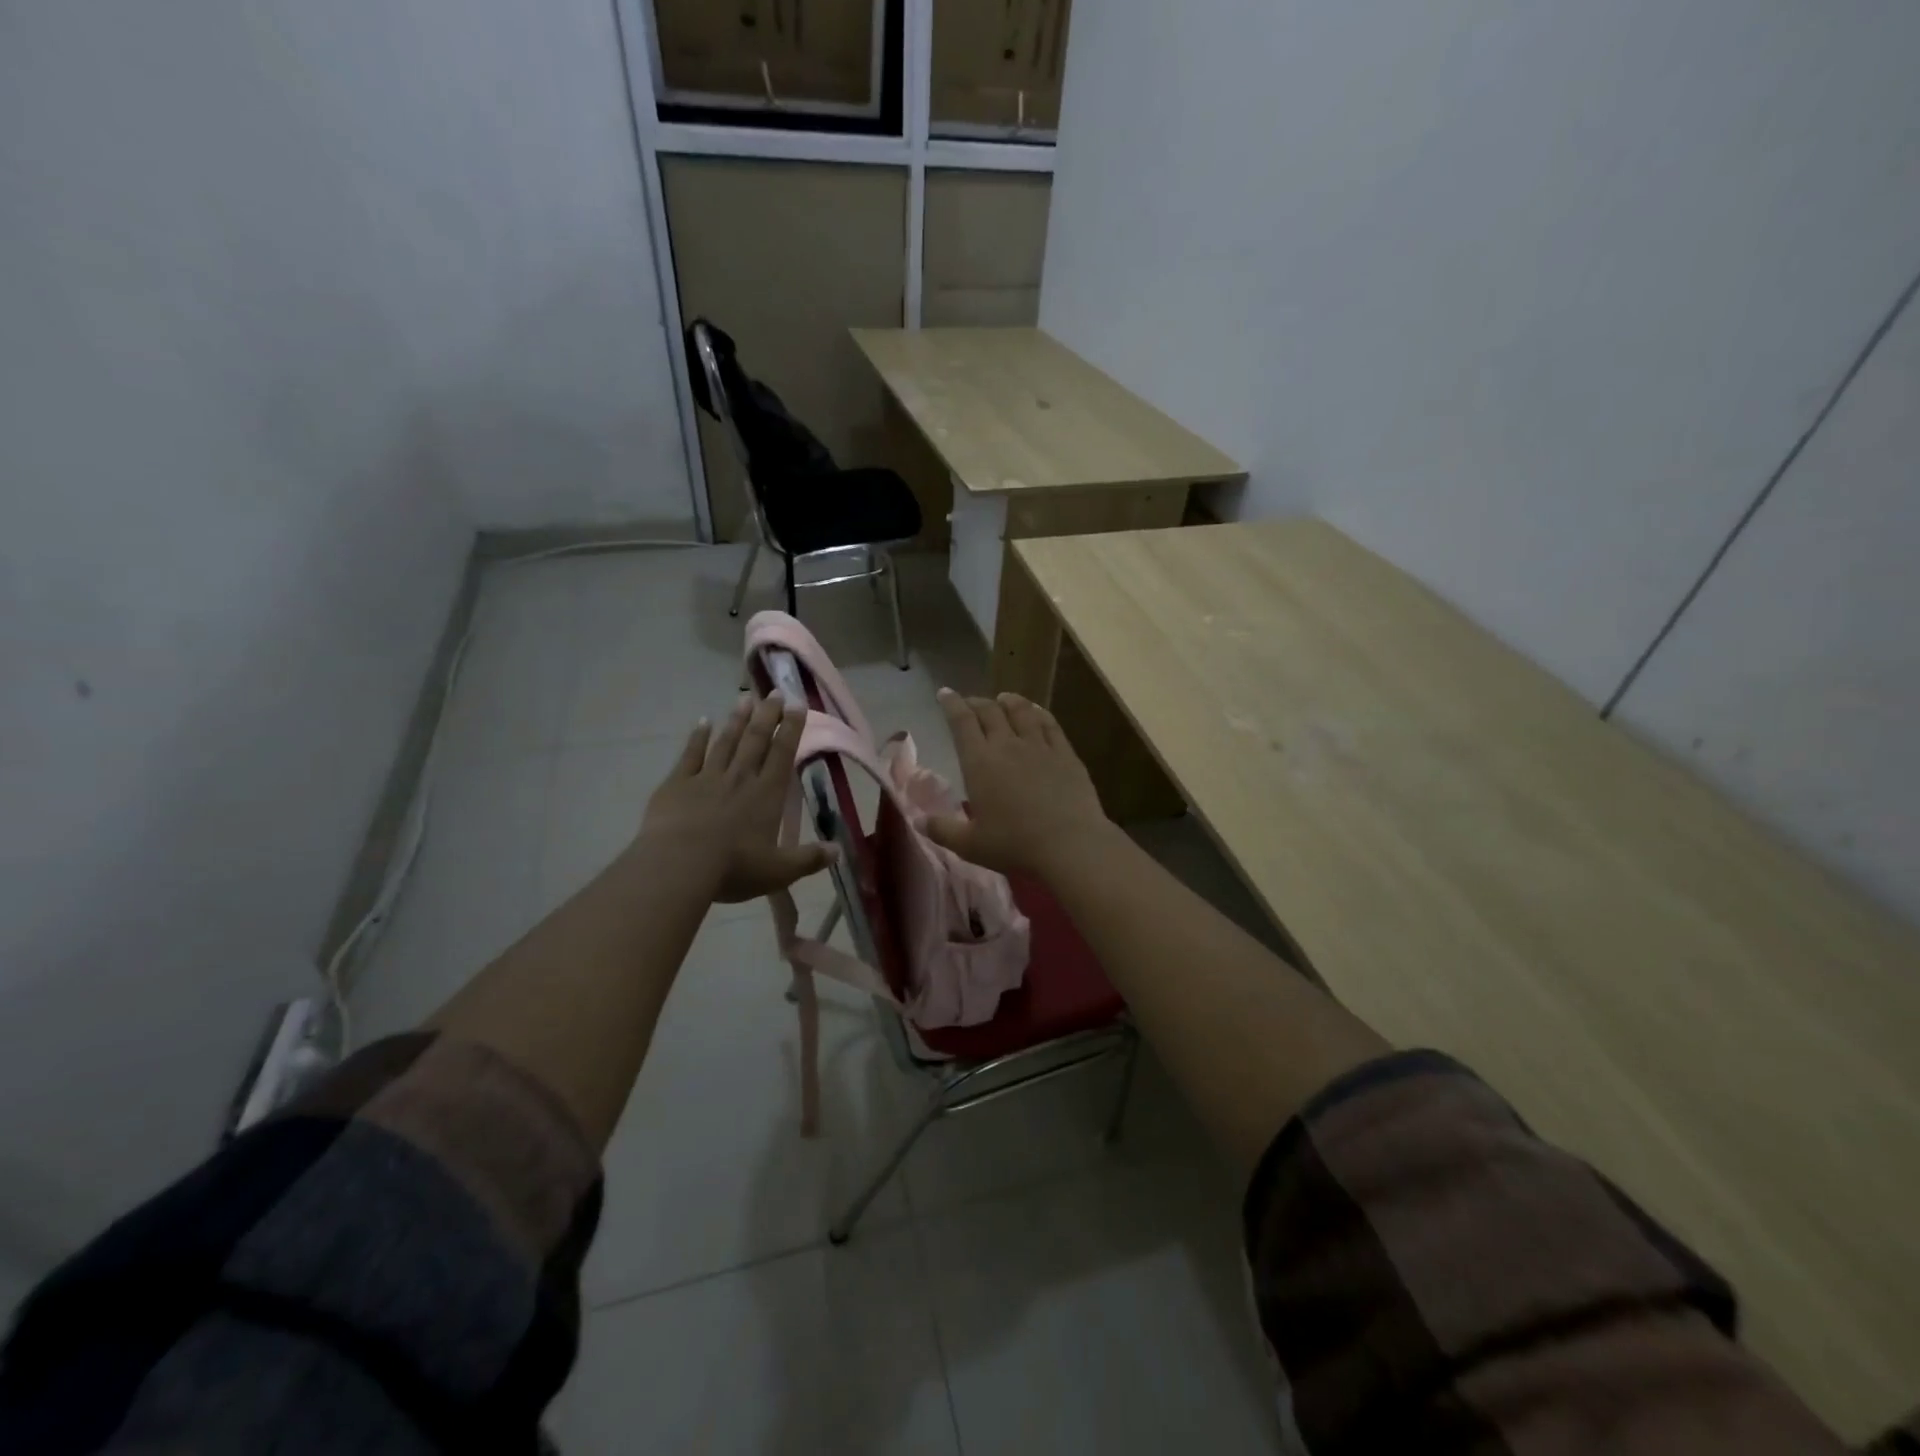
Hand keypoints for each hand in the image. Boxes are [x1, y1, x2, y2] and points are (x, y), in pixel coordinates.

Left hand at [639, 693, 834, 903]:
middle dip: (767, 715)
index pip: (783, 754)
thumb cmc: (734, 867)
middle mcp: (741, 778)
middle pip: (756, 740)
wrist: (679, 865)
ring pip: (726, 742)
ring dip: (737, 720)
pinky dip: (697, 737)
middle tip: (774, 692)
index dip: (791, 729)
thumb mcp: (780, 871)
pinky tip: (702, 722)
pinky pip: (690, 755)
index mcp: (767, 794)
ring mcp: (707, 778)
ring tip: (745, 699)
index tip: (797, 705)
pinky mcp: (677, 784)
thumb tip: (838, 850)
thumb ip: (809, 858)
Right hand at [926, 689, 1115, 876]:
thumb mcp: (970, 845)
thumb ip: (943, 830)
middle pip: (990, 711)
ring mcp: (1040, 746)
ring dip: (1009, 701)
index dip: (951, 704)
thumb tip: (918, 821)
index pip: (961, 722)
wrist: (1070, 844)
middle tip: (970, 702)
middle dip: (976, 702)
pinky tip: (1037, 712)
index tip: (945, 693)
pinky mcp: (1066, 754)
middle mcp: (1008, 745)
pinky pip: (1050, 724)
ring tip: (1003, 699)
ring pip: (1021, 711)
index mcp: (980, 762)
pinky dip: (1039, 713)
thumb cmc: (1015, 845)